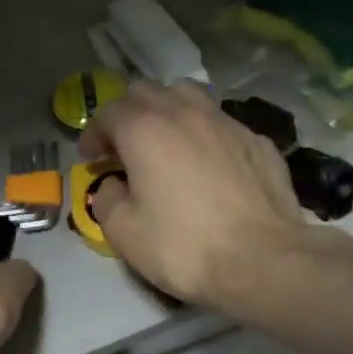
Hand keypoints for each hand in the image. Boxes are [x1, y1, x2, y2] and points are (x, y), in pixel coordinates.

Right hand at [79, 80, 309, 306]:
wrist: (262, 261)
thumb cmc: (183, 246)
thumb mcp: (123, 232)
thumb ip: (107, 198)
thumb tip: (113, 185)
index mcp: (145, 129)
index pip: (108, 112)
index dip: (93, 133)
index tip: (90, 158)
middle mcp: (185, 112)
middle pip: (147, 92)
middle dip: (128, 114)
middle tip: (123, 147)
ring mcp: (227, 122)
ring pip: (188, 96)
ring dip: (168, 112)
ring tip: (165, 142)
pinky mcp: (258, 140)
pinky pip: (221, 124)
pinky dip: (204, 134)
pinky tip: (208, 163)